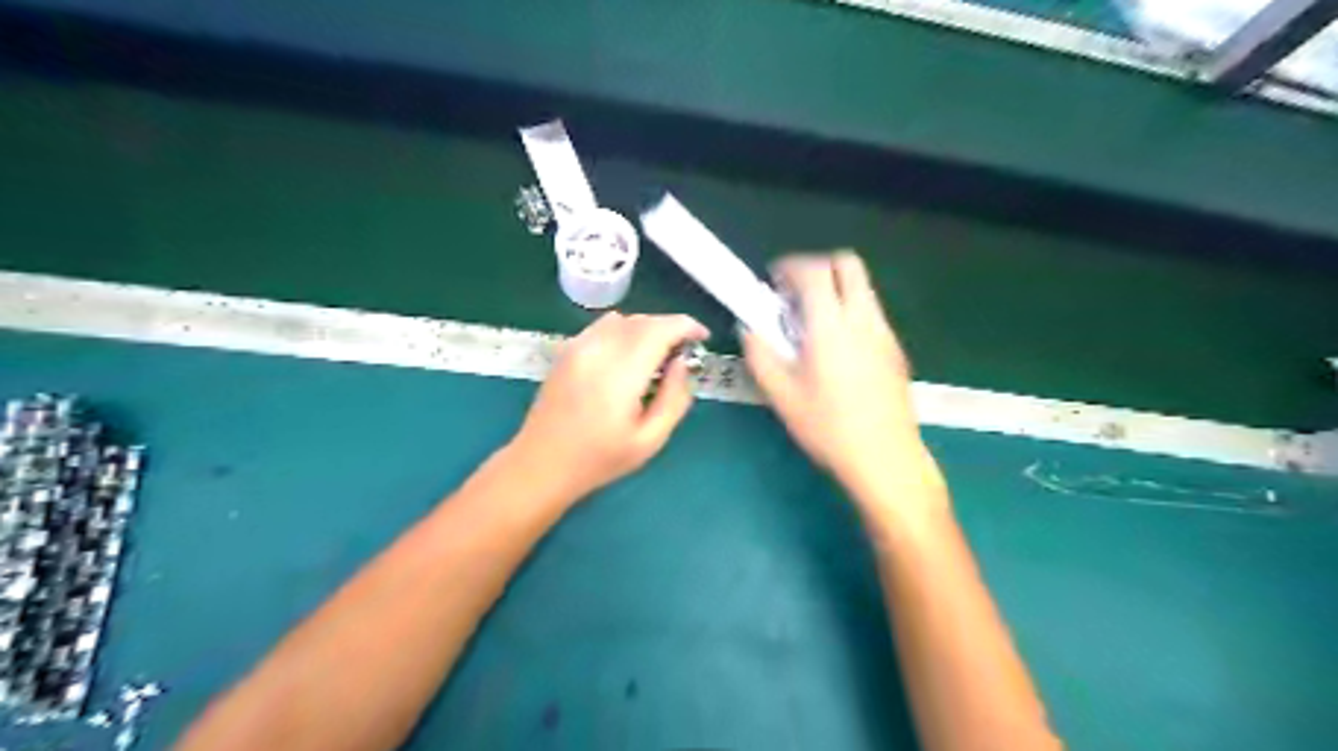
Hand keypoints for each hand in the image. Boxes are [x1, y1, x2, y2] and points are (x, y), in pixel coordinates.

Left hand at [508, 311, 709, 505]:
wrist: (541, 464)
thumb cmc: (599, 459)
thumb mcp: (650, 440)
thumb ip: (674, 398)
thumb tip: (683, 363)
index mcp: (620, 374)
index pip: (659, 330)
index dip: (686, 326)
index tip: (702, 338)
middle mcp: (597, 351)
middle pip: (643, 321)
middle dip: (670, 328)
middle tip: (684, 352)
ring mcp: (577, 348)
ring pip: (622, 320)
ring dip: (646, 329)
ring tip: (657, 355)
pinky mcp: (566, 351)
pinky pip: (602, 327)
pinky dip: (624, 331)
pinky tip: (627, 357)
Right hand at [741, 256, 938, 507]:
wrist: (884, 457)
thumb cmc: (827, 427)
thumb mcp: (781, 395)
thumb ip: (759, 354)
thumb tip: (749, 329)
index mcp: (830, 326)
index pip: (814, 271)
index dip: (790, 267)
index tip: (773, 282)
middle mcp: (863, 319)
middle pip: (848, 264)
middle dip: (818, 267)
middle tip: (795, 295)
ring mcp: (884, 333)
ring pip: (863, 287)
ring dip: (836, 289)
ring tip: (813, 323)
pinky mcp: (896, 349)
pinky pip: (871, 312)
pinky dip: (850, 311)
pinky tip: (837, 349)